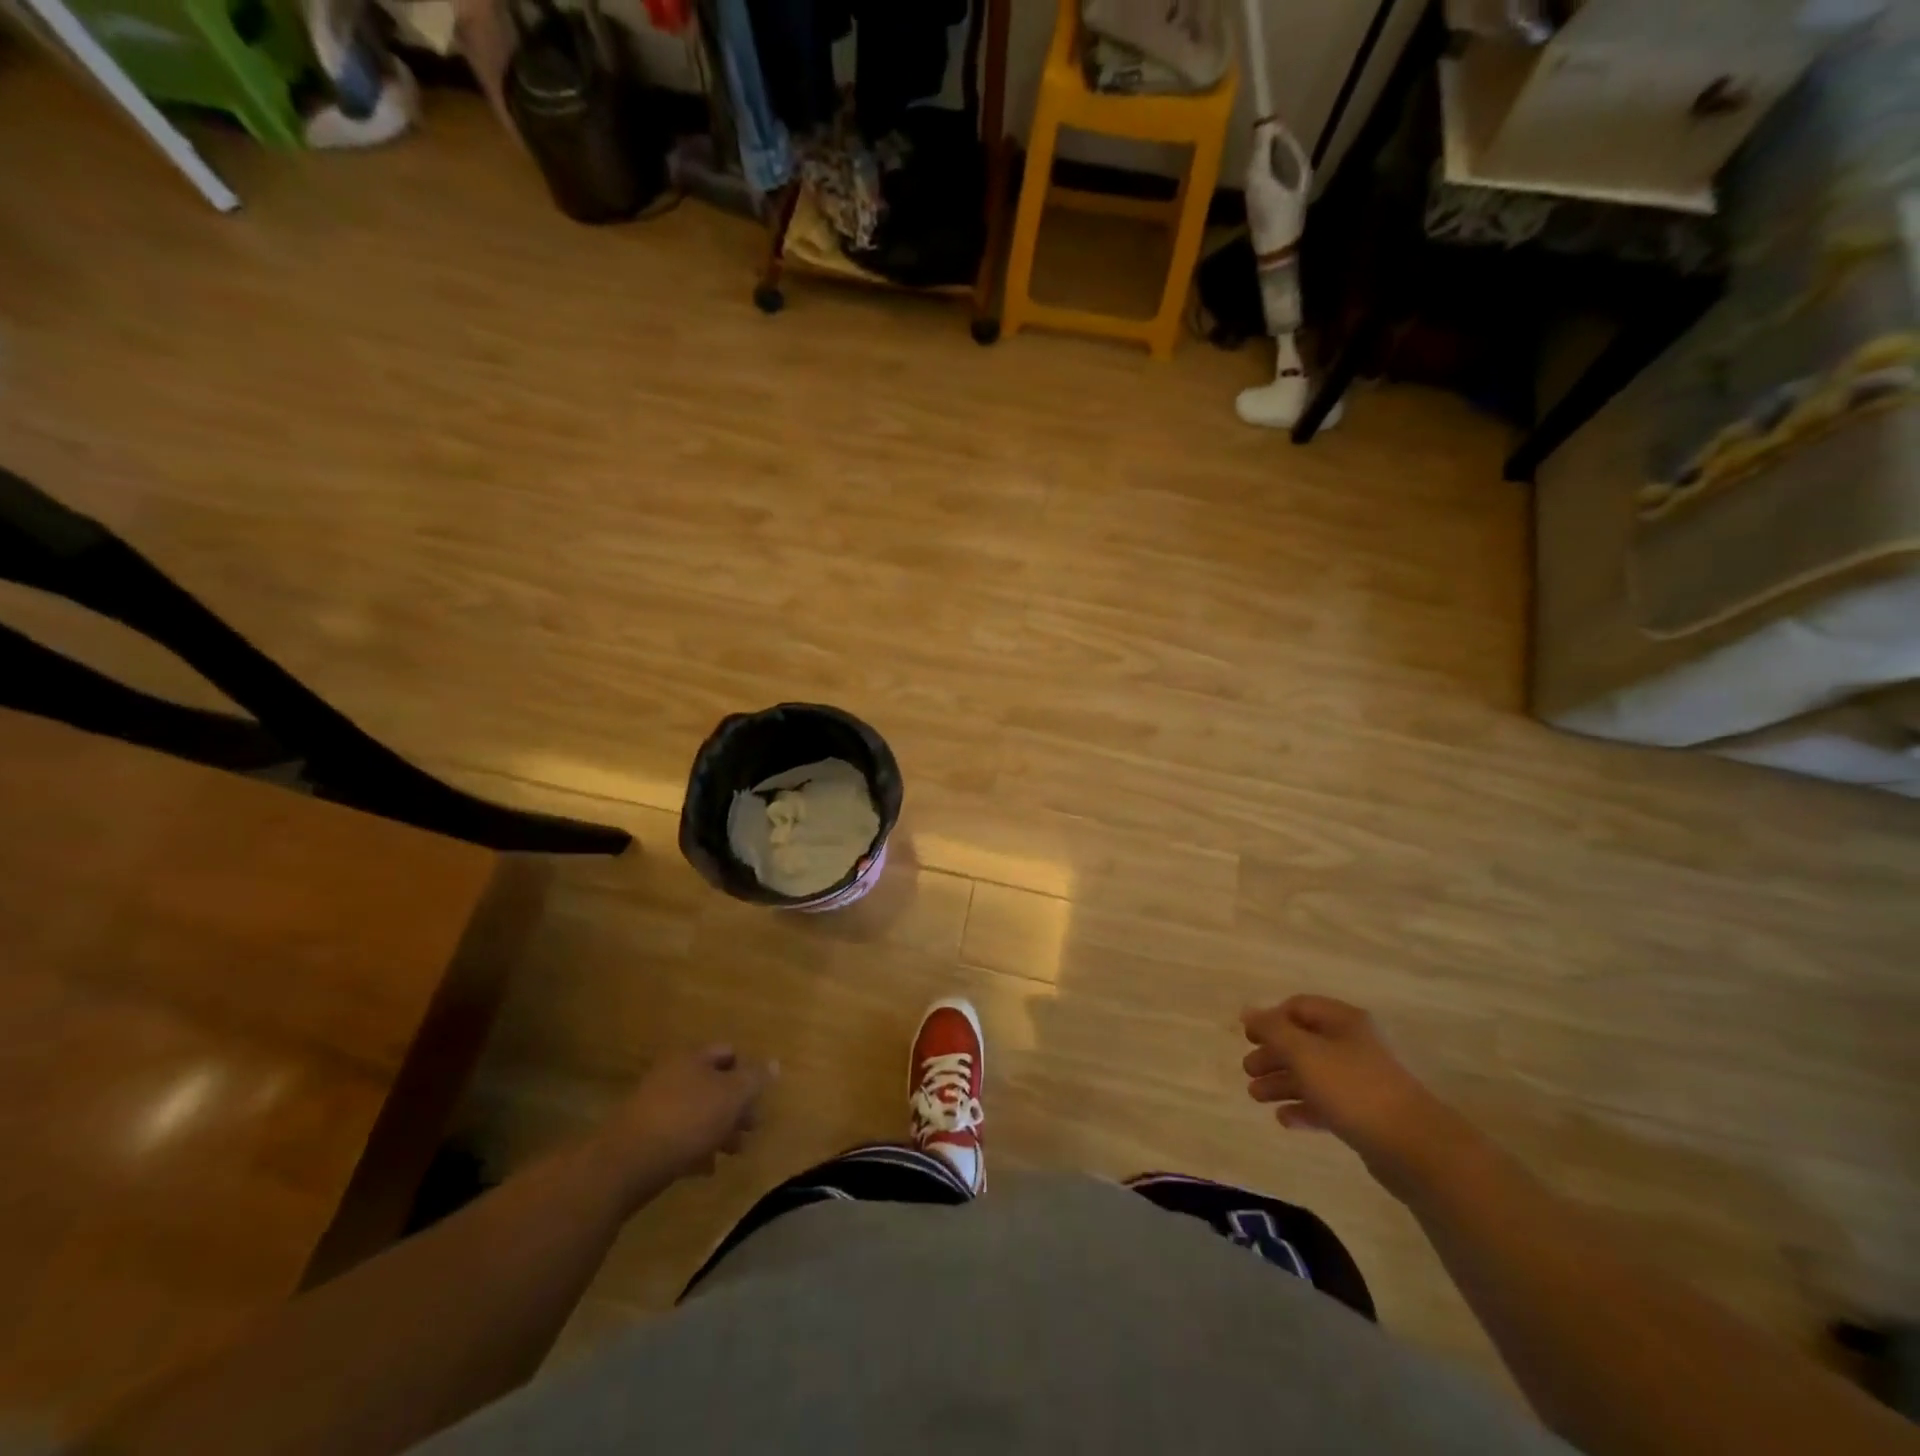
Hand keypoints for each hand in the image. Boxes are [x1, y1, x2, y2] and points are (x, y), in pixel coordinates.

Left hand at [604, 1044, 774, 1184]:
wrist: (626, 1163)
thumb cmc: (687, 1120)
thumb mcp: (732, 1096)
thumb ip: (754, 1079)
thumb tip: (774, 1063)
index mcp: (692, 1058)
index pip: (728, 1053)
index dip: (747, 1071)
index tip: (760, 1097)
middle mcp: (673, 1076)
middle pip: (713, 1085)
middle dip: (736, 1106)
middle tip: (752, 1128)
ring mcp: (655, 1107)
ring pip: (698, 1113)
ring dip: (719, 1130)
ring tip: (734, 1152)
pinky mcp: (644, 1137)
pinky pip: (679, 1137)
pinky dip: (696, 1149)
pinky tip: (706, 1169)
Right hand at [1241, 996, 1465, 1196]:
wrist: (1415, 1147)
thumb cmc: (1353, 1088)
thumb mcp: (1304, 1053)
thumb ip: (1272, 1030)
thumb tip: (1247, 1011)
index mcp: (1343, 1021)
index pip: (1298, 1007)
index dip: (1270, 1019)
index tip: (1248, 1039)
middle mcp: (1354, 1044)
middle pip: (1303, 1042)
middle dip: (1272, 1055)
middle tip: (1248, 1071)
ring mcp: (1362, 1080)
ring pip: (1313, 1074)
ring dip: (1282, 1082)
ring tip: (1256, 1097)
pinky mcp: (1367, 1114)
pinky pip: (1328, 1103)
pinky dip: (1304, 1108)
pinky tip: (1285, 1119)